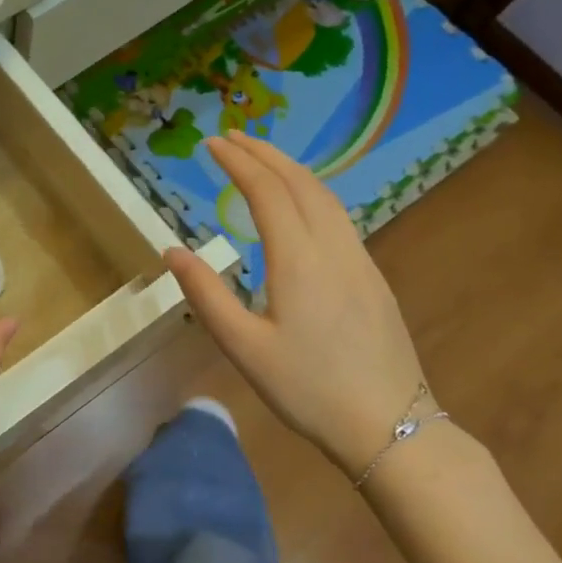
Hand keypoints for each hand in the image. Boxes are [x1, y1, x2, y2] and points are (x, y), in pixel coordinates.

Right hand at [164, 131, 425, 474]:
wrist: (390, 426)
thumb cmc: (307, 388)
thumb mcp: (243, 347)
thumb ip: (206, 294)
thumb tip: (172, 251)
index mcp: (299, 260)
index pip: (266, 191)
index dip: (238, 162)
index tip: (211, 143)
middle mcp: (333, 248)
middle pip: (300, 182)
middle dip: (265, 153)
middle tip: (232, 136)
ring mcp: (360, 260)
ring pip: (326, 196)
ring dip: (291, 169)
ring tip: (261, 158)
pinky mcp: (372, 277)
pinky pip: (338, 216)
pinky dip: (310, 192)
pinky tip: (298, 204)